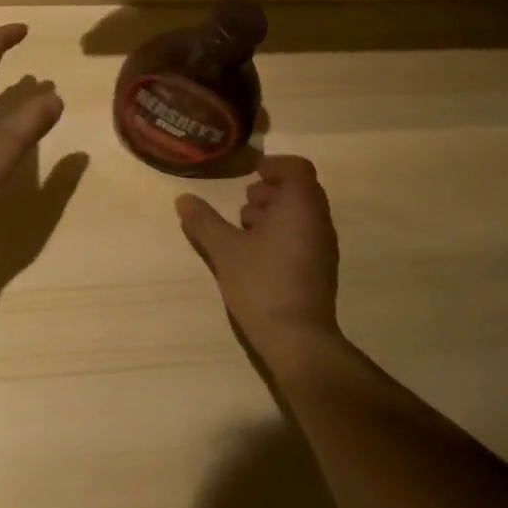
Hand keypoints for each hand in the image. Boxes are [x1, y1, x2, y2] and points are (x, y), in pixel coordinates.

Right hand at [175, 155, 340, 344]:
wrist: (298, 341)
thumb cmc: (262, 283)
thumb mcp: (224, 249)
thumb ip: (203, 220)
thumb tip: (183, 198)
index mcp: (299, 206)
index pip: (298, 168)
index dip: (274, 166)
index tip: (250, 177)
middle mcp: (318, 221)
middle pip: (300, 189)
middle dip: (270, 191)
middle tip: (245, 207)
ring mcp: (324, 247)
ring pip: (302, 214)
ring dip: (275, 214)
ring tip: (246, 232)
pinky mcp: (322, 270)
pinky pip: (305, 236)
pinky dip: (284, 234)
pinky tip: (258, 256)